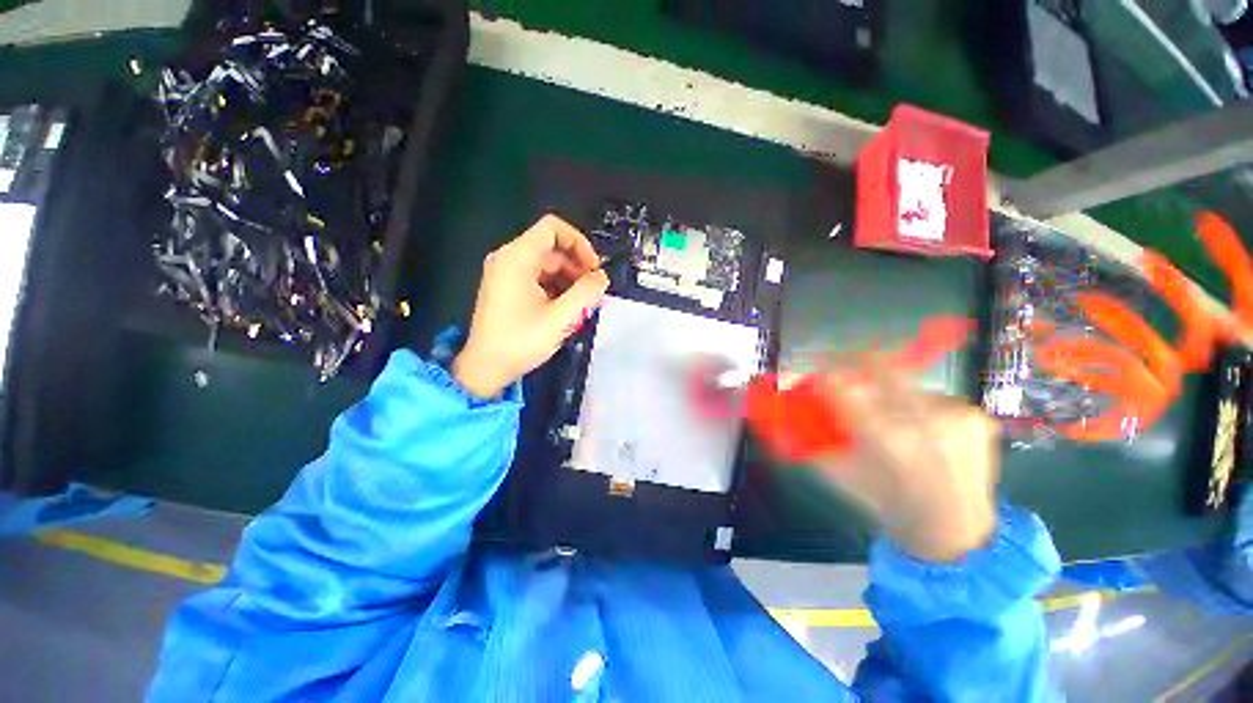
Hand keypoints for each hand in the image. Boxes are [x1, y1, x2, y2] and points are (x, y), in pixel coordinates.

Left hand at [453, 215, 609, 398]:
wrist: (485, 368)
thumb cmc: (520, 341)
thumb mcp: (560, 318)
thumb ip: (586, 293)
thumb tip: (603, 277)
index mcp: (517, 257)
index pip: (552, 228)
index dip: (579, 243)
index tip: (594, 268)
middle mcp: (508, 259)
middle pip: (551, 249)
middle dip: (577, 267)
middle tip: (593, 292)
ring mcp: (505, 274)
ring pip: (546, 265)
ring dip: (568, 281)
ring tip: (582, 305)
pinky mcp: (506, 288)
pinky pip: (537, 278)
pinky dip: (555, 288)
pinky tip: (566, 309)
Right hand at [814, 362, 999, 561]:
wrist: (955, 532)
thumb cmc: (887, 505)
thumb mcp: (837, 475)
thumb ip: (803, 444)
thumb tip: (775, 418)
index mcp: (885, 439)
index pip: (841, 383)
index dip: (824, 372)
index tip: (819, 374)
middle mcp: (923, 420)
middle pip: (878, 366)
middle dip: (855, 364)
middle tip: (847, 375)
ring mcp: (955, 415)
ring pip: (904, 383)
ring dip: (889, 393)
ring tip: (893, 421)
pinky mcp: (976, 416)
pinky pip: (933, 397)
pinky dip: (919, 408)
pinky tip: (924, 433)